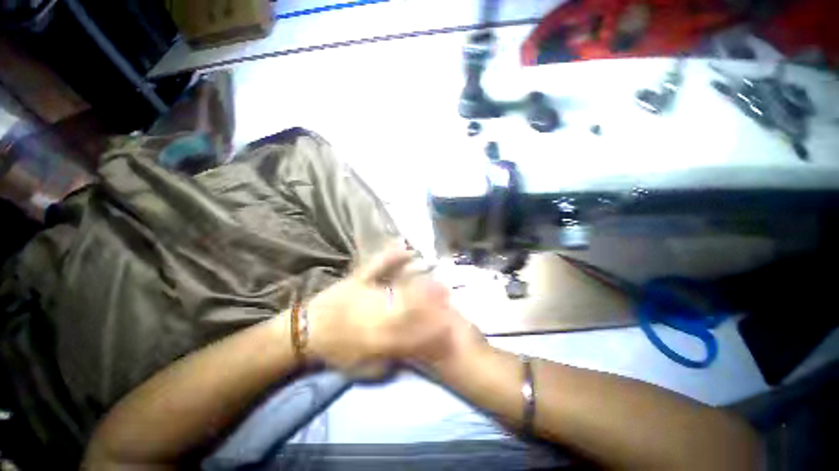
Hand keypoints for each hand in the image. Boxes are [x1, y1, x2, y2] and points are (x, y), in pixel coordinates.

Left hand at [305, 246, 463, 375]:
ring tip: (434, 272)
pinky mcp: (356, 278)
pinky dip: (389, 256)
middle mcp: (374, 312)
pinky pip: (375, 266)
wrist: (306, 331)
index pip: (411, 331)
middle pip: (408, 306)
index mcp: (377, 336)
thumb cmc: (334, 350)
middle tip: (448, 292)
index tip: (449, 320)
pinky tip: (404, 248)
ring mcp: (366, 291)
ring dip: (418, 280)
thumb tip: (410, 354)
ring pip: (397, 286)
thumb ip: (388, 364)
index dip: (431, 326)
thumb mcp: (360, 368)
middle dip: (430, 300)